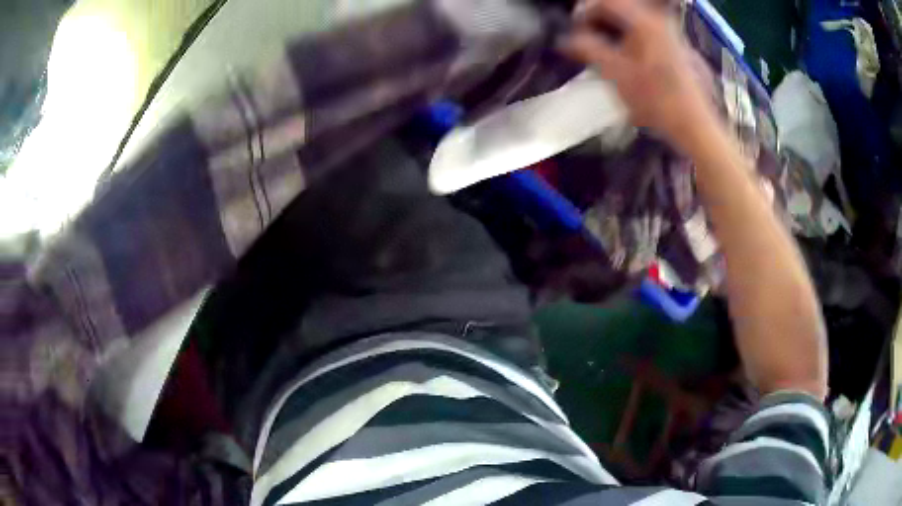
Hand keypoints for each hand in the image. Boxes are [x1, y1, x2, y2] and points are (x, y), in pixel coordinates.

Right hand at [560, 0, 717, 152]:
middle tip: (583, 34)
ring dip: (612, 26)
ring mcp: (668, 32)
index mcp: (643, 20)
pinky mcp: (673, 46)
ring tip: (599, 44)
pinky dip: (627, 34)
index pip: (605, 2)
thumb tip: (565, 40)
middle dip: (597, 17)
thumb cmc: (655, 99)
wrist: (693, 123)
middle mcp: (657, 19)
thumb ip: (587, 49)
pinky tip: (622, 52)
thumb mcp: (616, 73)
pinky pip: (643, 29)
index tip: (573, 29)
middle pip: (619, 6)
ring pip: (632, 18)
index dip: (583, 12)